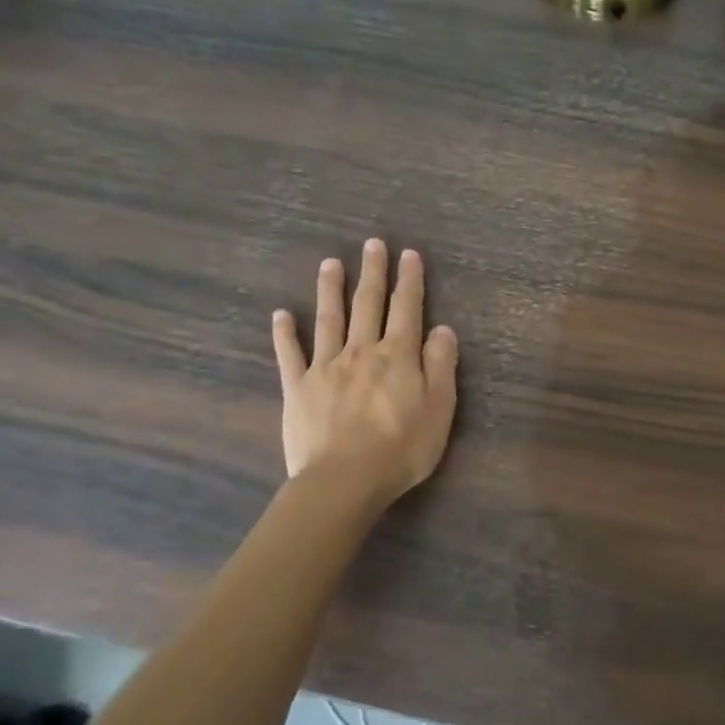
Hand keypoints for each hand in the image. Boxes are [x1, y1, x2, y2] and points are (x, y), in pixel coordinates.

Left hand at [270, 239, 458, 505]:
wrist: (345, 479)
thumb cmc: (402, 448)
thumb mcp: (440, 408)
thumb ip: (441, 365)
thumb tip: (443, 329)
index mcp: (398, 356)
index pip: (407, 309)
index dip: (410, 280)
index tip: (409, 254)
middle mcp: (362, 351)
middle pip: (368, 305)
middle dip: (373, 273)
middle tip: (372, 244)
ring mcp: (326, 367)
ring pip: (329, 319)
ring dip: (331, 289)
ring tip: (331, 263)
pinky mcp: (298, 388)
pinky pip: (290, 354)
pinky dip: (285, 333)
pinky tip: (281, 314)